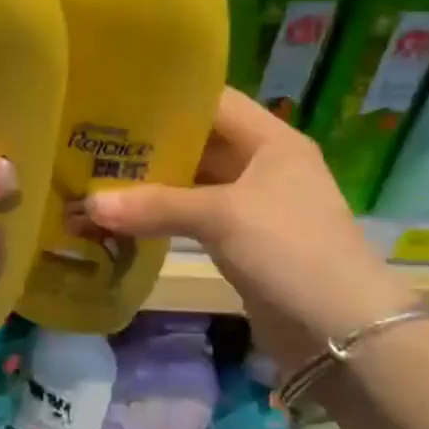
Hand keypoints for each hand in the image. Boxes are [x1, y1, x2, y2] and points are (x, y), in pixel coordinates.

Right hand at [84, 89, 415, 374]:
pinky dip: (160, 217)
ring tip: (96, 178)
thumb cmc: (290, 250)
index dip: (167, 97)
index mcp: (271, 141)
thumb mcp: (222, 217)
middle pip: (197, 142)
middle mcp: (261, 166)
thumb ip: (155, 205)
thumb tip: (88, 204)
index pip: (213, 101)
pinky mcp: (240, 242)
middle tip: (93, 142)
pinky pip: (192, 218)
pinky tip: (122, 219)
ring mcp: (251, 206)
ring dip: (150, 185)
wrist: (340, 331)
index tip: (115, 99)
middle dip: (148, 144)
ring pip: (191, 183)